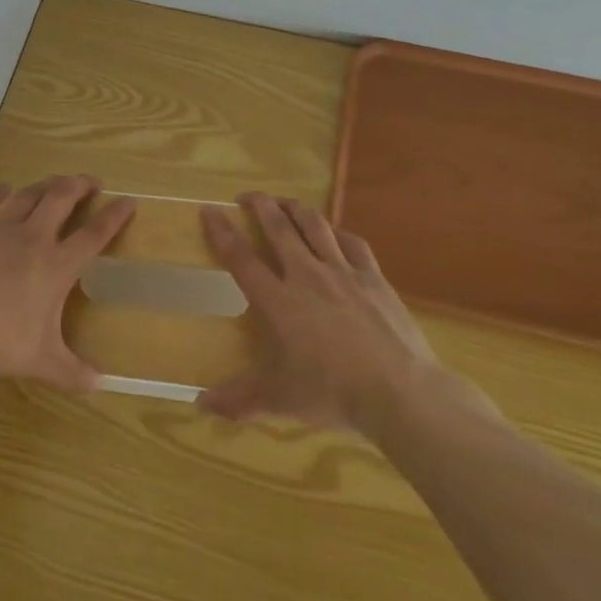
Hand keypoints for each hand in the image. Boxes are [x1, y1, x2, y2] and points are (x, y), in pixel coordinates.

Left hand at [0, 175, 134, 391]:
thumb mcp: (38, 361)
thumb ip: (70, 372)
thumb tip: (99, 385)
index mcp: (55, 265)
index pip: (94, 234)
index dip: (114, 216)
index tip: (128, 201)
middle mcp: (32, 238)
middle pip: (61, 198)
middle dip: (80, 185)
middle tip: (92, 182)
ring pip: (28, 194)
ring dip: (46, 184)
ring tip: (56, 182)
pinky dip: (1, 192)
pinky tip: (5, 189)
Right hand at [199, 193, 439, 431]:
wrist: (399, 392)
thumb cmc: (332, 393)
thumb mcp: (278, 400)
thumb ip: (238, 399)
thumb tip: (200, 404)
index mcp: (278, 301)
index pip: (241, 257)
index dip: (222, 230)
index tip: (209, 209)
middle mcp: (306, 276)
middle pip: (279, 228)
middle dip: (260, 205)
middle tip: (248, 195)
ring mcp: (343, 273)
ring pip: (315, 226)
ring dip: (296, 209)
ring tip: (285, 203)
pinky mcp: (374, 278)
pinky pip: (352, 243)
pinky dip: (337, 232)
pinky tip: (334, 232)